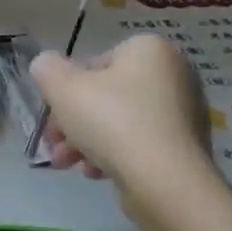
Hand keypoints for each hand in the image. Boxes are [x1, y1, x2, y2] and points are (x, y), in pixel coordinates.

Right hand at [32, 34, 219, 223]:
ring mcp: (184, 112)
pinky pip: (139, 144)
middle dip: (72, 123)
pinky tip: (96, 173)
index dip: (66, 91)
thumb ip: (46, 69)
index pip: (94, 64)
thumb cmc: (112, 122)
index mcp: (149, 50)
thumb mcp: (62, 88)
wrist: (163, 180)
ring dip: (86, 142)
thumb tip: (46, 65)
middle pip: (105, 96)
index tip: (53, 115)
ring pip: (118, 123)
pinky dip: (114, 155)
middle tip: (54, 145)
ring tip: (67, 164)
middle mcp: (174, 74)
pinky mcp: (185, 146)